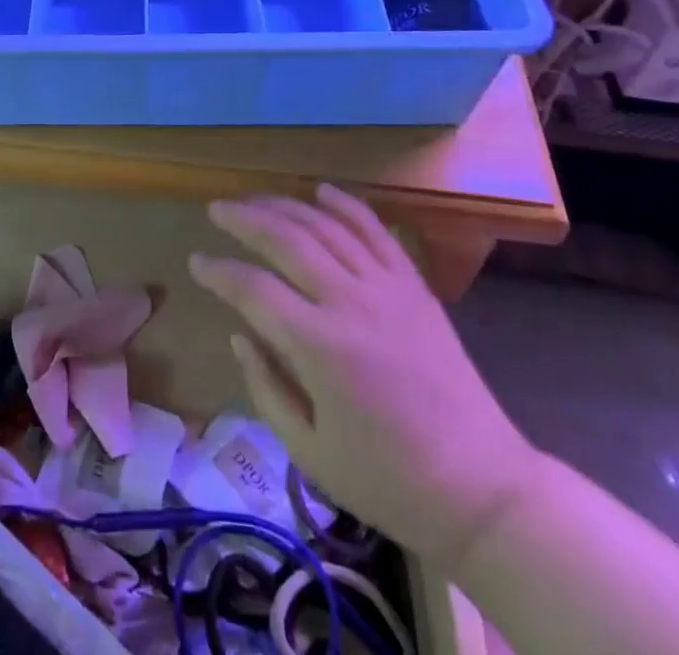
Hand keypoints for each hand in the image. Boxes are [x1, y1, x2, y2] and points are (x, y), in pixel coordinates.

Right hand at [189, 185, 538, 571]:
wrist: (482, 487)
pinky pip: (375, 231)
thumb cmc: (388, 480)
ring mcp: (386, 288)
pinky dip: (346, 205)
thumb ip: (266, 388)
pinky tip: (321, 191)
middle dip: (244, 219)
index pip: (253, 289)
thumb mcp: (309, 452)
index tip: (196, 263)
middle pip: (286, 240)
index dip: (219, 271)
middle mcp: (350, 302)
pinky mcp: (414, 286)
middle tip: (216, 210)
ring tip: (254, 200)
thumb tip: (239, 336)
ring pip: (326, 226)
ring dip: (284, 206)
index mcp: (320, 347)